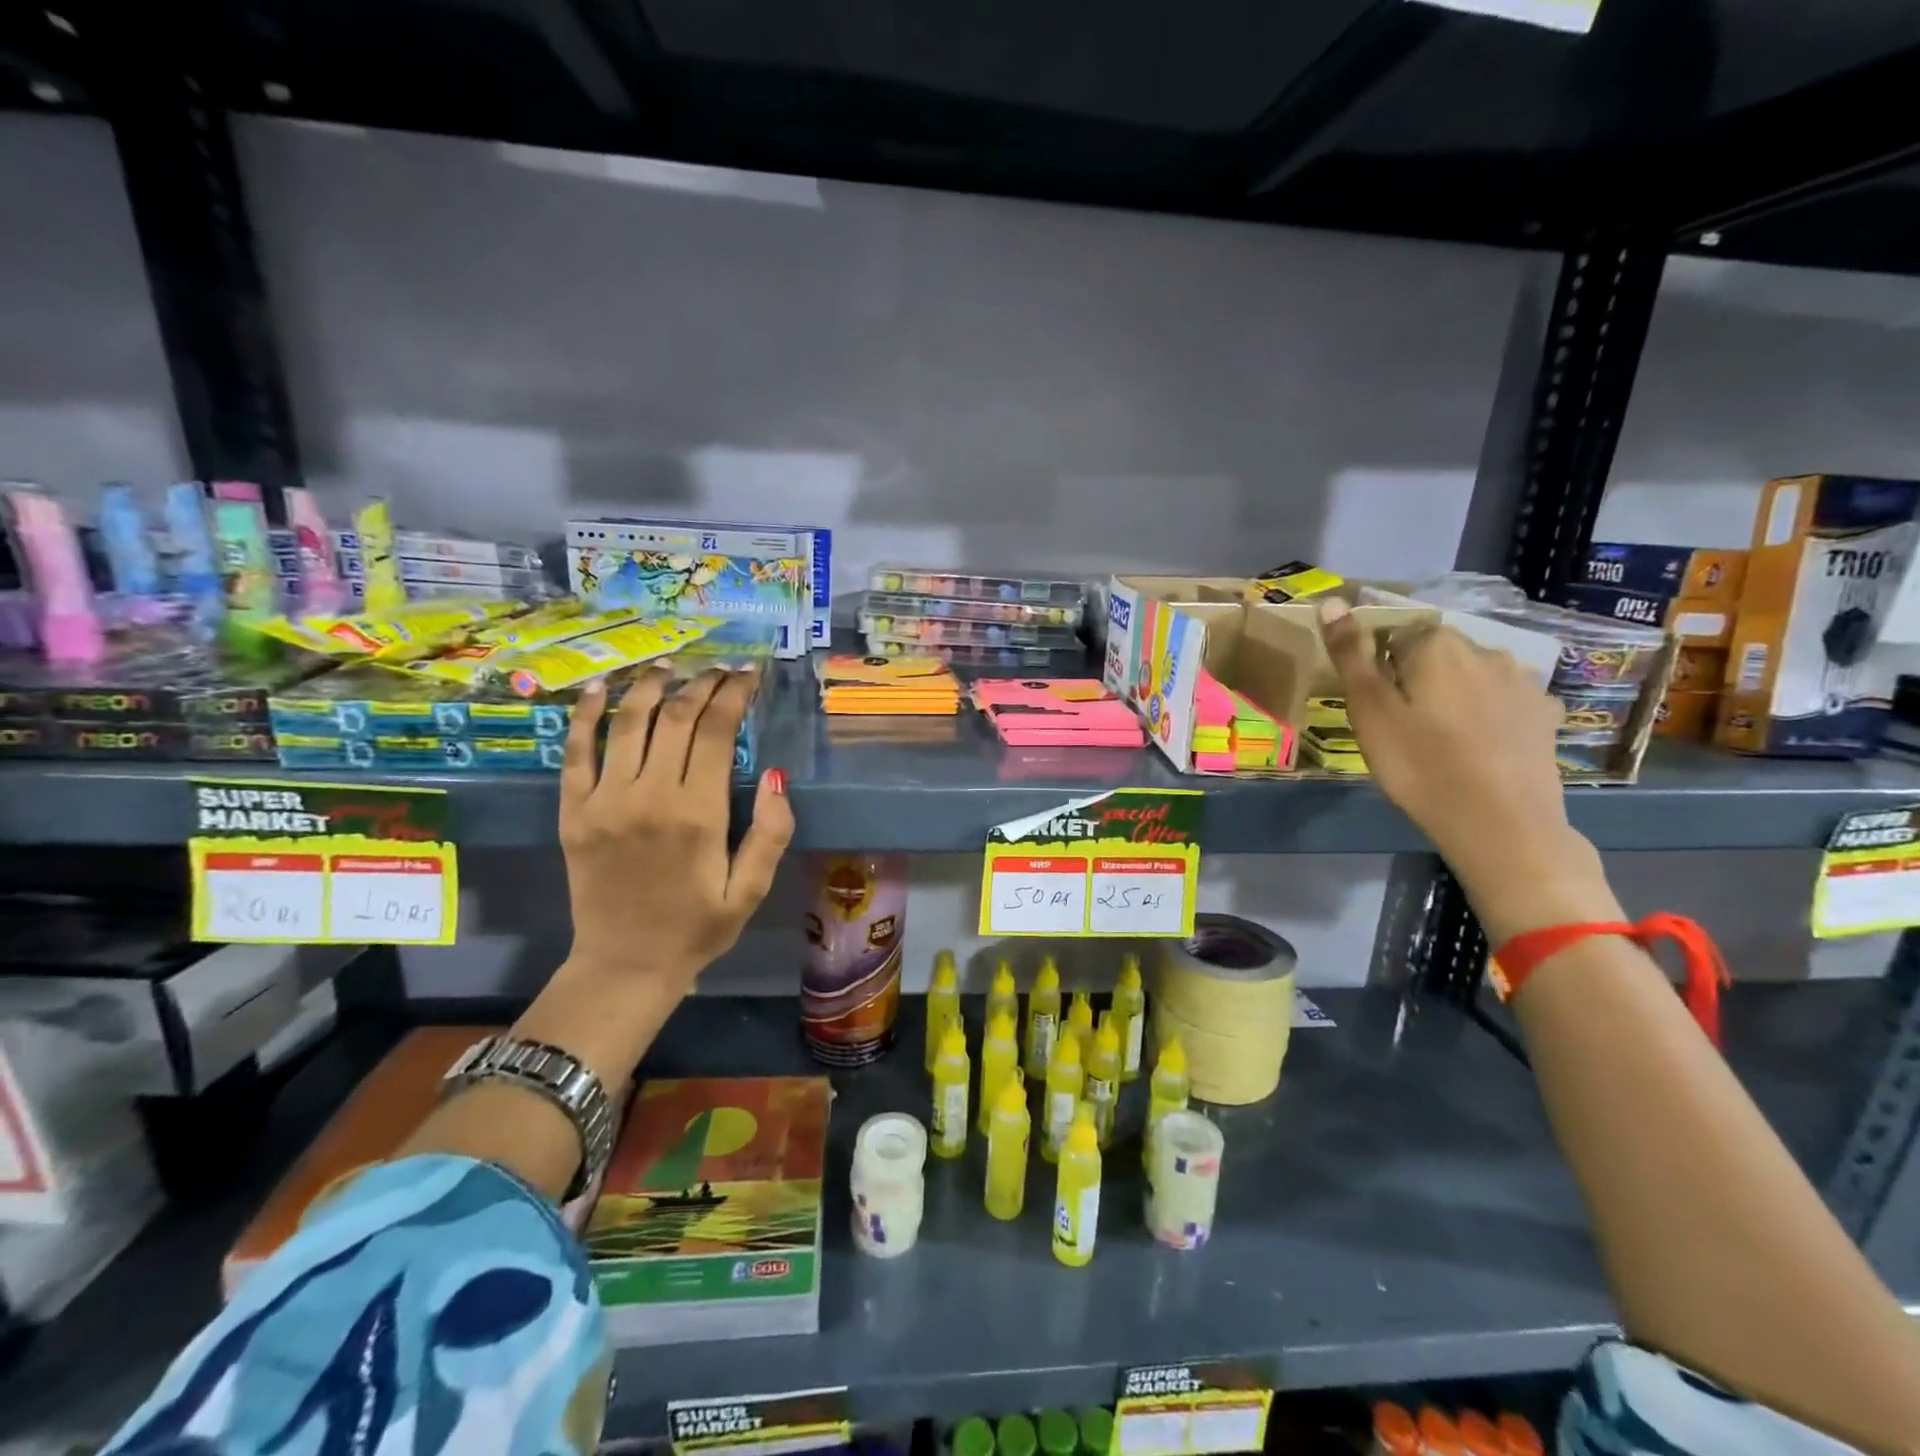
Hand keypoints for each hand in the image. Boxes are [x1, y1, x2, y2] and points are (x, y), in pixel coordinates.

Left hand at [558, 666, 793, 997]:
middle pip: (675, 717)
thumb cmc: (697, 929)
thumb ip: (771, 833)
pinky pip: (575, 751)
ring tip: (668, 666)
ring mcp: (604, 800)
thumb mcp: (752, 891)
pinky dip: (584, 714)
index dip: (734, 694)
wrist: (624, 966)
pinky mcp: (573, 811)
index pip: (717, 731)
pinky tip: (597, 688)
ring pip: (627, 722)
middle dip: (701, 683)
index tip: (748, 675)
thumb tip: (777, 775)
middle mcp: (649, 796)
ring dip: (649, 686)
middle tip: (719, 669)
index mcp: (698, 814)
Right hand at [1317, 598, 1620, 940]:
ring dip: (1453, 696)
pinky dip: (1487, 717)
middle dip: (1417, 680)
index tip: (1376, 708)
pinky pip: (1503, 703)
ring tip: (1440, 742)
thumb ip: (1351, 654)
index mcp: (1437, 645)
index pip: (1394, 637)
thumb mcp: (1369, 710)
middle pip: (1436, 655)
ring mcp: (1523, 682)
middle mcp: (1486, 650)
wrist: (1500, 824)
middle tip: (1401, 728)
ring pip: (1471, 678)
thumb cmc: (1419, 765)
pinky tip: (1478, 749)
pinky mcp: (1545, 715)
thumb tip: (1332, 600)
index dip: (1379, 670)